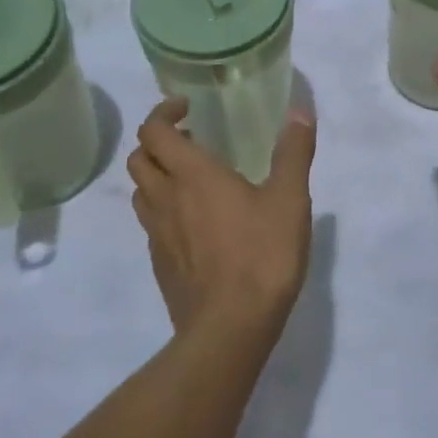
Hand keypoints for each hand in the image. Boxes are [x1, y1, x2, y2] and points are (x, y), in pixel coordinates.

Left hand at [126, 98, 316, 338]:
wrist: (230, 329)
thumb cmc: (261, 255)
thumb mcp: (289, 199)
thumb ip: (293, 152)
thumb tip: (299, 111)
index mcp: (192, 175)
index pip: (154, 131)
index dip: (163, 112)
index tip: (188, 108)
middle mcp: (166, 199)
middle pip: (138, 158)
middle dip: (158, 142)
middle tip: (191, 141)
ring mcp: (157, 235)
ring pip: (140, 192)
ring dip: (157, 176)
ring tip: (191, 179)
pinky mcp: (160, 265)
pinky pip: (151, 225)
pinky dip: (163, 210)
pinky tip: (196, 224)